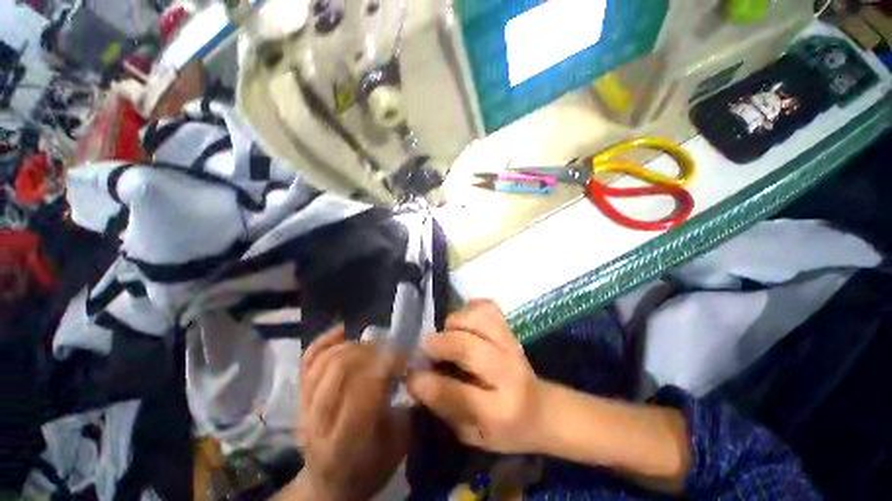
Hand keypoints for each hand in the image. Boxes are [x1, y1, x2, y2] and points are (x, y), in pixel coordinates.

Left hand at [298, 328, 410, 500]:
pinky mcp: (298, 398)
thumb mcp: (399, 445)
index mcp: (347, 444)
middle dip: (370, 351)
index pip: (364, 391)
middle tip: (389, 350)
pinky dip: (325, 340)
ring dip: (353, 345)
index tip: (404, 355)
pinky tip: (343, 331)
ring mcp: (303, 409)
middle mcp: (319, 424)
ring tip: (372, 346)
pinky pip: (307, 360)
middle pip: (340, 369)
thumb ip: (408, 406)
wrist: (329, 485)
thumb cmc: (371, 467)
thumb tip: (413, 368)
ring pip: (324, 362)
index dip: (386, 365)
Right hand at [407, 300, 545, 454]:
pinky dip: (470, 308)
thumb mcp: (473, 435)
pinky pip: (488, 307)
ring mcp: (511, 345)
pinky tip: (465, 321)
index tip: (410, 376)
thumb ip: (445, 408)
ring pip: (478, 319)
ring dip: (455, 323)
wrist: (541, 409)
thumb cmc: (505, 429)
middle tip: (425, 349)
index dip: (427, 383)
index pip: (458, 394)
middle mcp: (508, 372)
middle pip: (468, 347)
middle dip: (439, 344)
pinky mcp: (511, 329)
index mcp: (500, 411)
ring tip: (448, 334)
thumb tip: (417, 379)